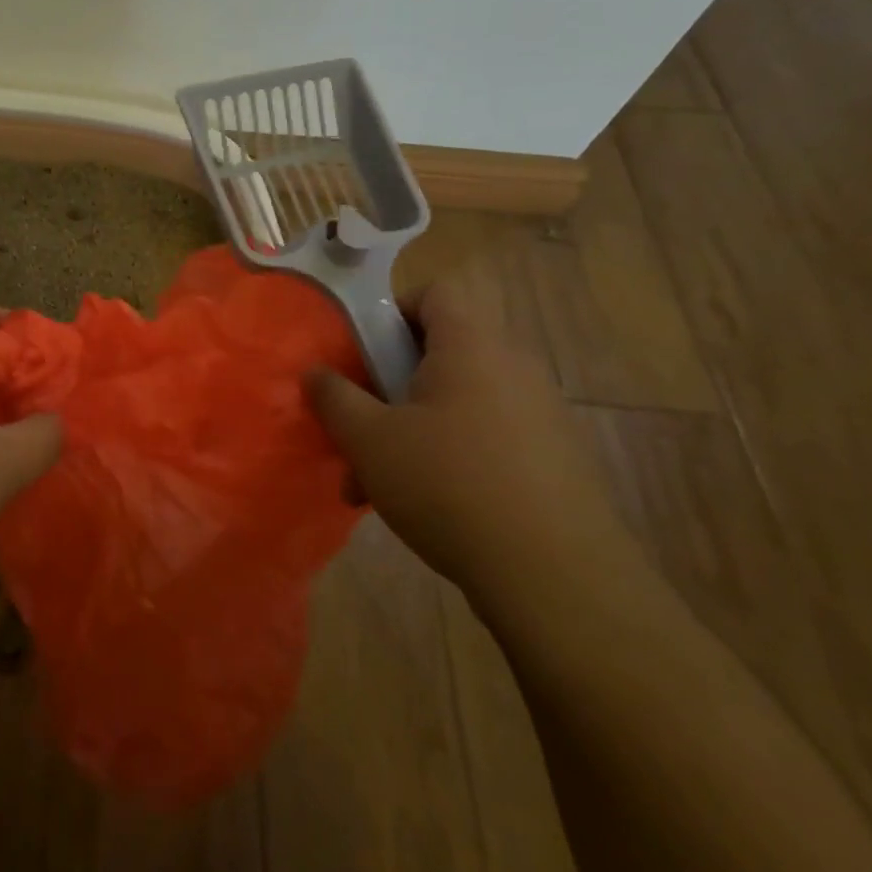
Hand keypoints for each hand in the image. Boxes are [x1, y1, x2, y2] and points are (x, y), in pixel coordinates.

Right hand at [305, 278, 635, 613]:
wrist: (555, 578)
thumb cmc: (448, 485)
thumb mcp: (369, 439)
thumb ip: (334, 397)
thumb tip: (315, 372)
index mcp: (471, 347)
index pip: (434, 294)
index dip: (392, 311)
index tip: (362, 354)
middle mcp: (513, 369)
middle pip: (440, 353)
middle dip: (390, 386)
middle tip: (359, 426)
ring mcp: (541, 416)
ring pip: (458, 403)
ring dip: (411, 430)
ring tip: (376, 483)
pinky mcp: (555, 461)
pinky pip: (487, 438)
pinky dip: (449, 457)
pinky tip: (423, 507)